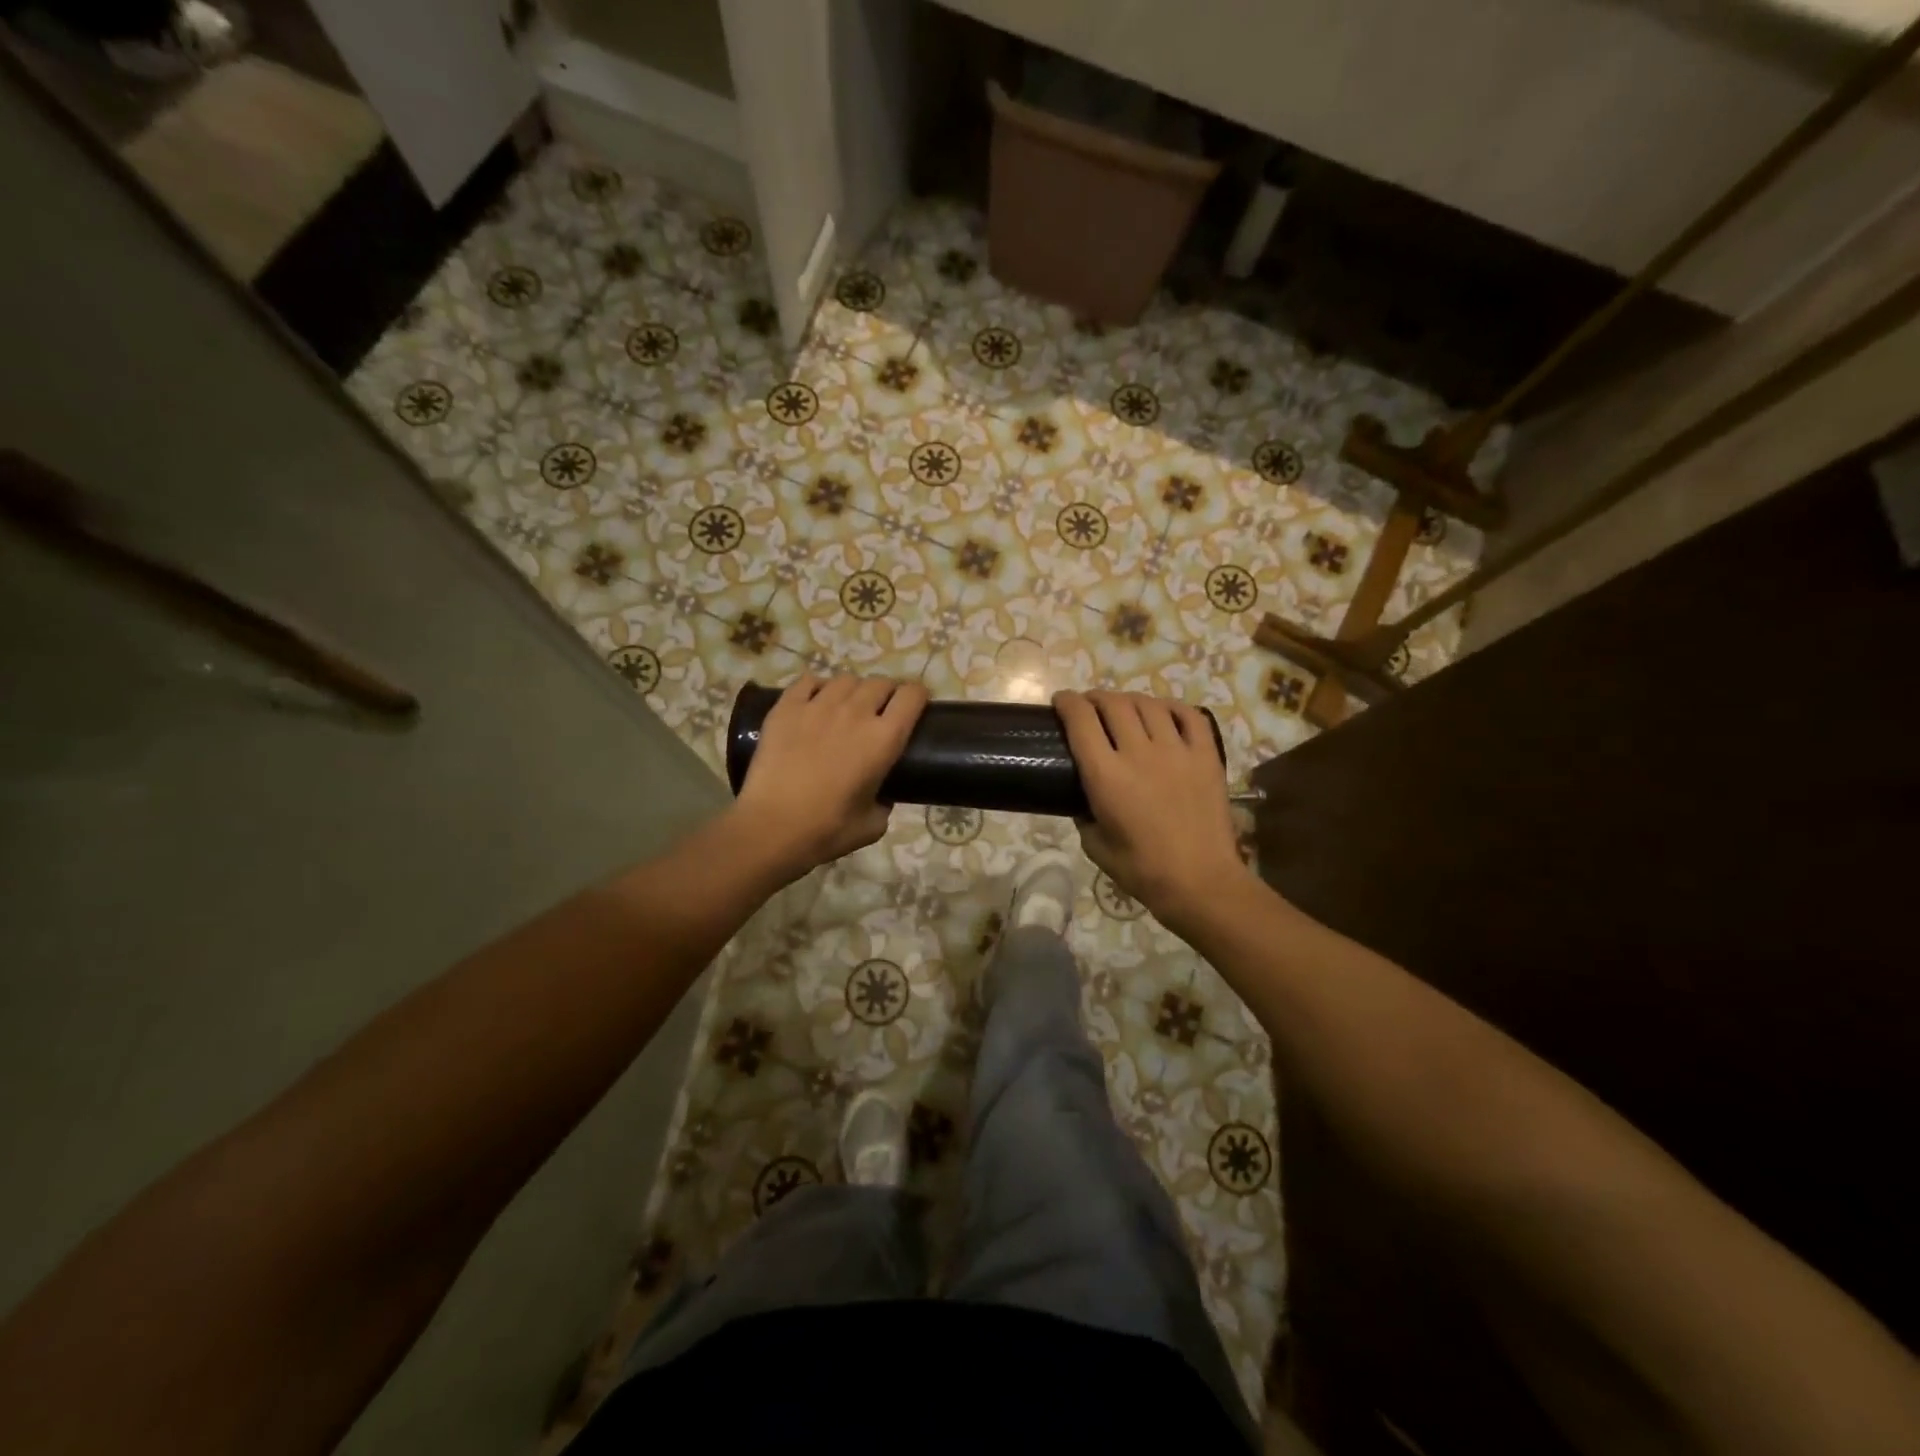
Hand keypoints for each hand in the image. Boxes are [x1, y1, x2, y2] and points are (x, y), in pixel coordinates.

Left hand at [733, 675, 926, 879]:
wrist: (771, 827)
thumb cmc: (827, 830)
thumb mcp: (873, 825)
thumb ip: (885, 803)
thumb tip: (882, 795)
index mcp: (884, 739)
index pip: (912, 696)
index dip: (918, 696)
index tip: (916, 706)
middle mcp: (855, 712)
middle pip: (881, 683)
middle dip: (887, 693)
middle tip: (881, 711)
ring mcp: (818, 705)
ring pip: (846, 679)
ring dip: (854, 690)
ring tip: (846, 706)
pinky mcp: (786, 707)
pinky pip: (808, 681)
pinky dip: (817, 687)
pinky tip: (815, 701)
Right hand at [1054, 690, 1243, 927]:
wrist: (1200, 881)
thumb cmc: (1141, 870)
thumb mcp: (1095, 846)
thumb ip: (1084, 816)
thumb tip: (1082, 800)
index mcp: (1106, 776)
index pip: (1080, 720)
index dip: (1067, 703)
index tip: (1061, 702)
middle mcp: (1139, 753)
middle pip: (1113, 704)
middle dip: (1095, 697)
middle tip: (1090, 706)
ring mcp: (1177, 751)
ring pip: (1148, 705)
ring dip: (1129, 700)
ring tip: (1124, 708)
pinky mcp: (1206, 756)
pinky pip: (1189, 716)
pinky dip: (1171, 707)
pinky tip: (1163, 712)